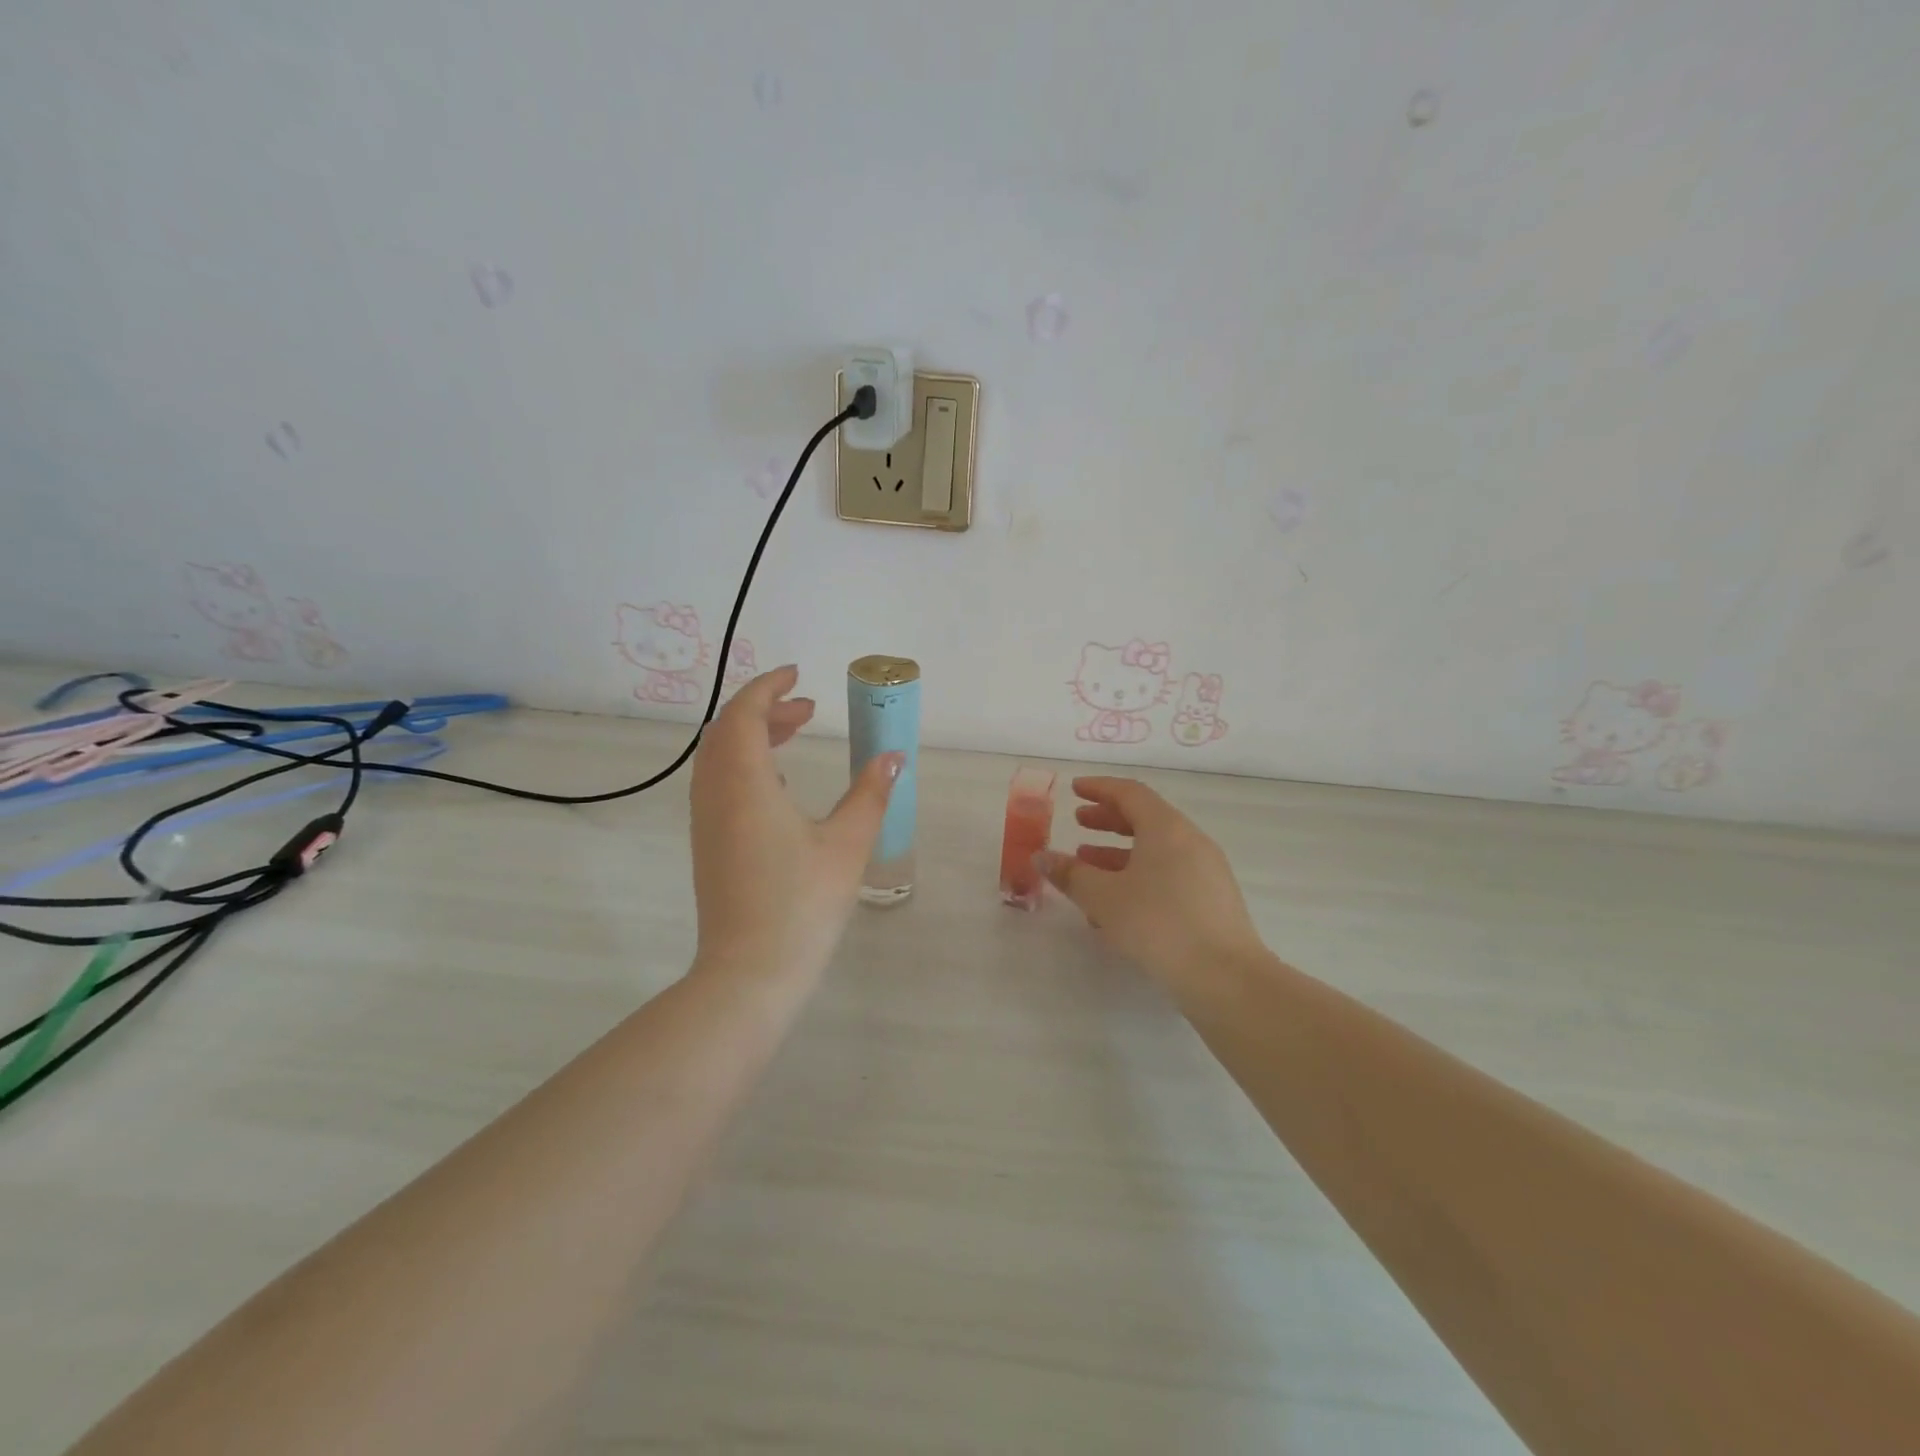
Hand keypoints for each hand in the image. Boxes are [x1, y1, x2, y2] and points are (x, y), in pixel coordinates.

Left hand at [688, 666, 900, 984]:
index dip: (768, 687)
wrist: (750, 972)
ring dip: (754, 736)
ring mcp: (706, 820)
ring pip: (720, 757)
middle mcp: (715, 793)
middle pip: (728, 730)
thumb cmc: (802, 903)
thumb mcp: (847, 844)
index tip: (797, 674)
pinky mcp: (707, 843)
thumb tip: (893, 758)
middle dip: (766, 710)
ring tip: (798, 737)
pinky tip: (780, 784)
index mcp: (745, 783)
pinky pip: (719, 782)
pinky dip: (746, 764)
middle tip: (808, 708)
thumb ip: (871, 794)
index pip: (744, 714)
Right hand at [1037, 777, 1263, 988]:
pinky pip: (1169, 873)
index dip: (1099, 788)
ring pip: (1156, 850)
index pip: (1130, 793)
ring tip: (1088, 866)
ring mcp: (1206, 870)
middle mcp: (1190, 840)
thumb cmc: (1158, 924)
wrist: (1225, 976)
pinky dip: (1139, 875)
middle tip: (1079, 823)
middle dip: (1108, 820)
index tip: (1075, 789)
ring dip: (1119, 853)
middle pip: (1145, 818)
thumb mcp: (1103, 897)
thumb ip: (1071, 874)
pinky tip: (1116, 905)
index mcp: (1166, 828)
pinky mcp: (1212, 899)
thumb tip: (1042, 857)